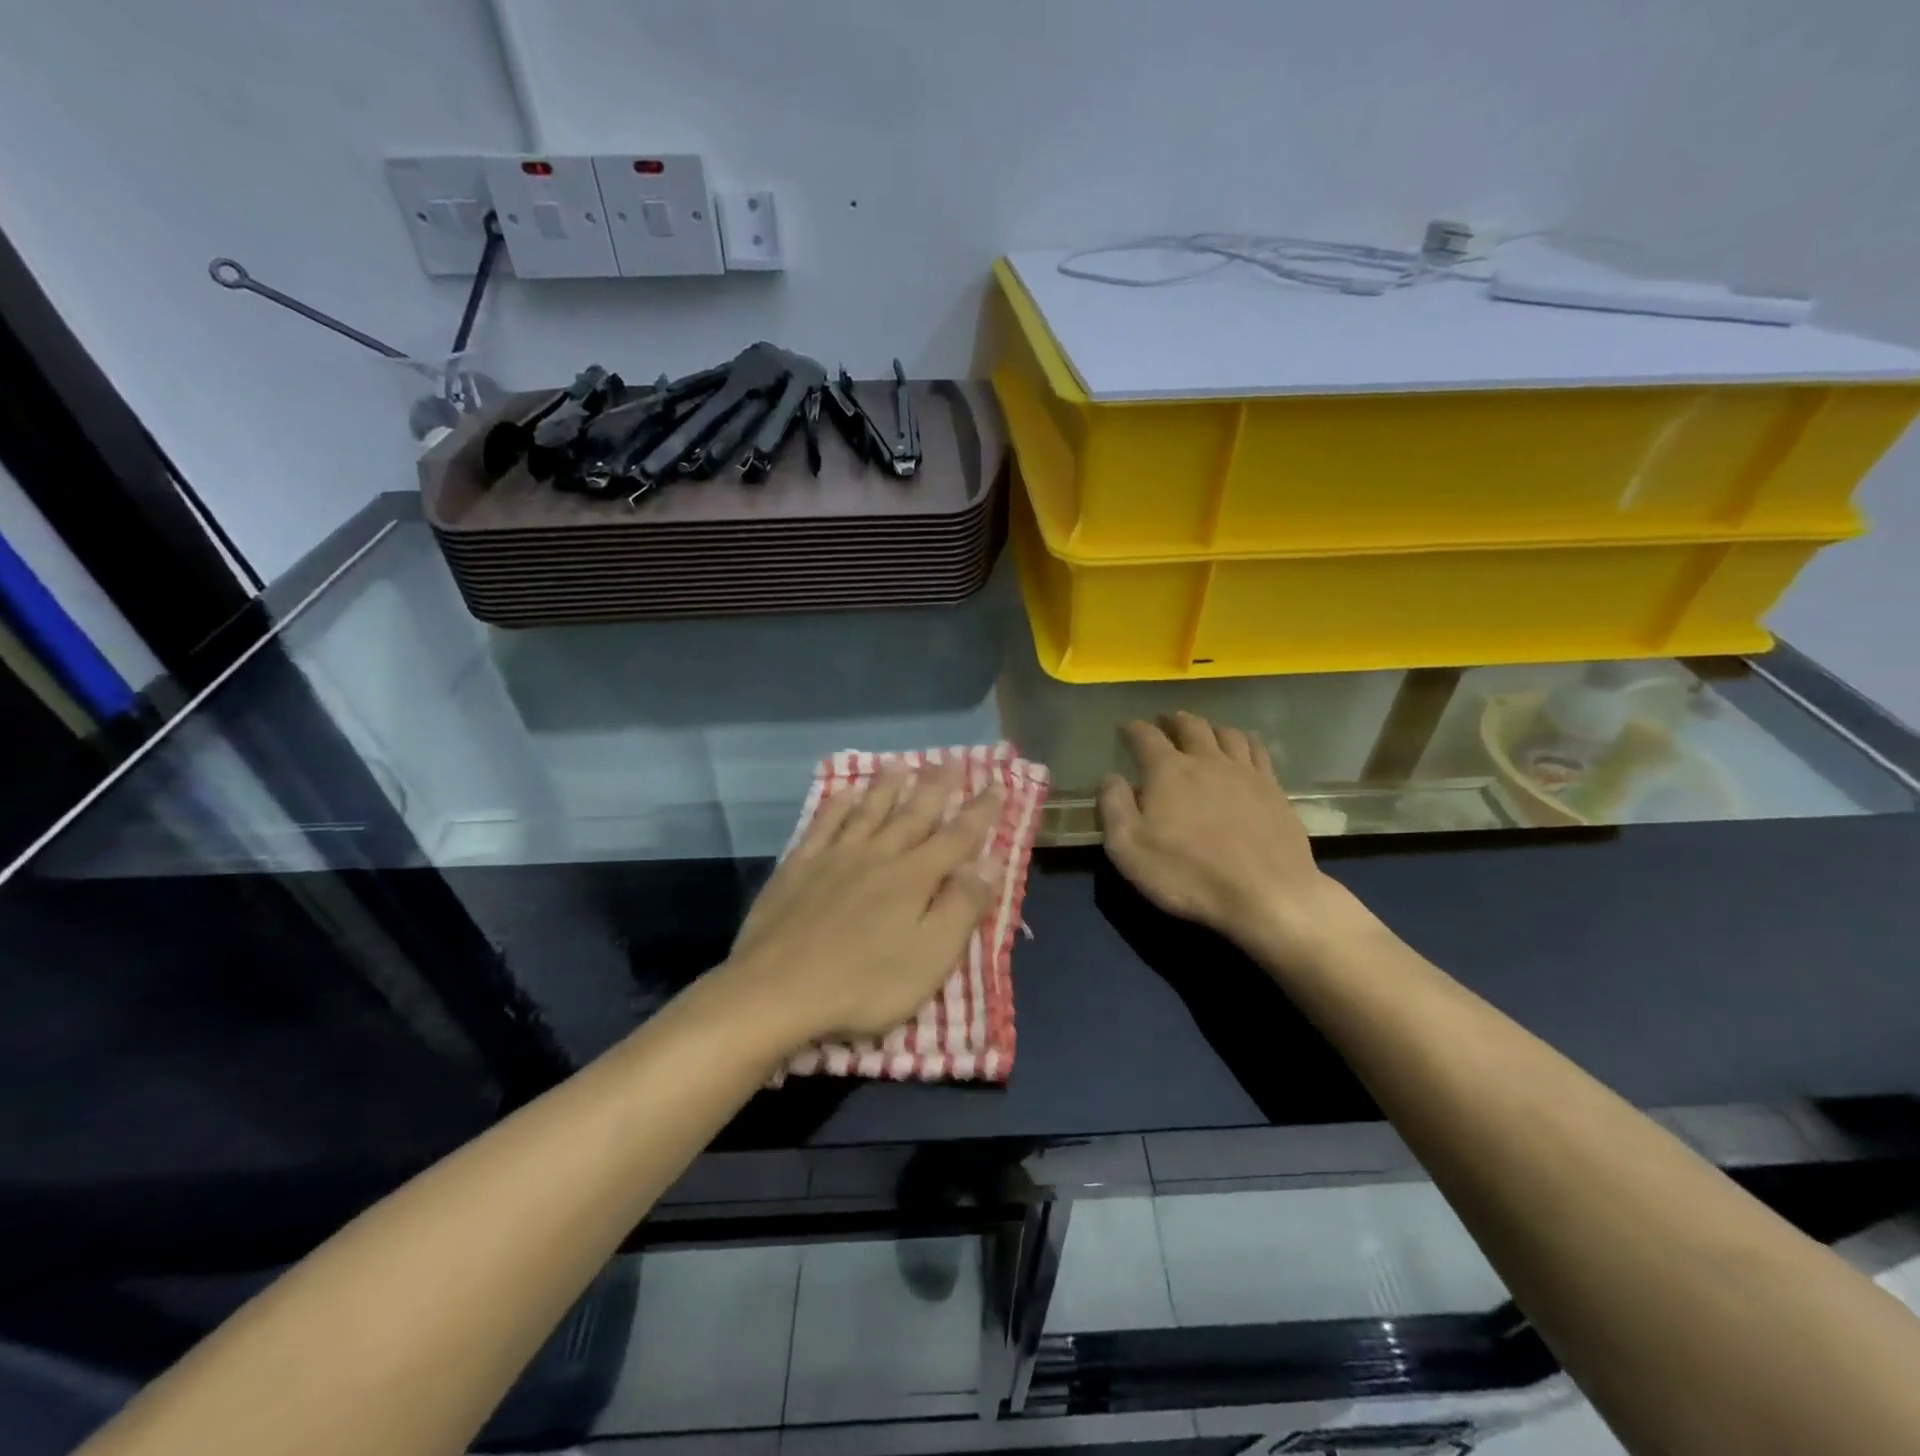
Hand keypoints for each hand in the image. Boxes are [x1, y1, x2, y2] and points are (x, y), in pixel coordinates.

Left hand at [715, 761, 1004, 1049]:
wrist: (777, 989)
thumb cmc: (864, 983)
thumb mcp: (930, 957)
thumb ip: (962, 906)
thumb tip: (990, 860)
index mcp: (914, 877)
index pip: (958, 836)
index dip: (980, 811)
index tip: (998, 784)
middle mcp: (879, 855)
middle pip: (914, 813)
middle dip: (938, 786)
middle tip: (954, 759)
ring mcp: (835, 857)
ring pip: (869, 810)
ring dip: (888, 785)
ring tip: (902, 764)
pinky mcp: (799, 866)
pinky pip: (823, 824)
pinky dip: (837, 805)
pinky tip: (844, 792)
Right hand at [1099, 713, 1358, 959]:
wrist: (1267, 894)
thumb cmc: (1188, 874)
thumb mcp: (1129, 848)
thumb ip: (1114, 806)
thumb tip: (1110, 776)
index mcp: (1168, 771)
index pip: (1145, 736)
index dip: (1133, 729)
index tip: (1126, 729)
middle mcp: (1207, 760)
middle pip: (1190, 726)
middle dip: (1173, 721)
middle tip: (1166, 722)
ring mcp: (1245, 772)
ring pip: (1226, 733)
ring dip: (1210, 728)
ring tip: (1204, 732)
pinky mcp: (1273, 789)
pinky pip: (1258, 751)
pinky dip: (1245, 742)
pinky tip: (1244, 749)